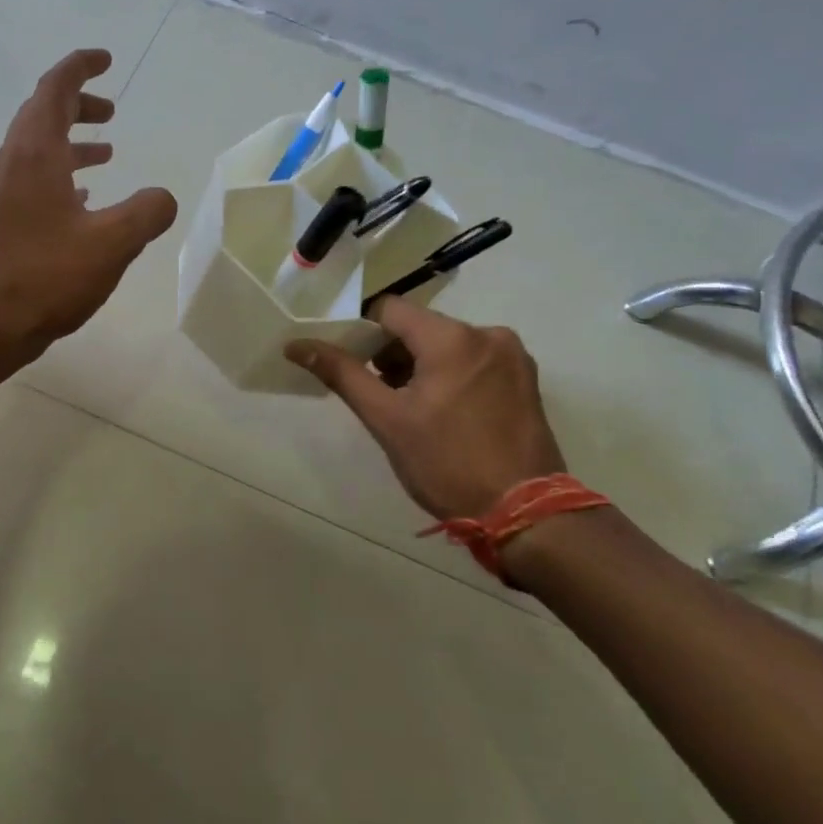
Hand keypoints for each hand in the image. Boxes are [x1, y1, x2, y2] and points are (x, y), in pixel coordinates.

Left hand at [0, 49, 176, 367]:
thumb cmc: (47, 276)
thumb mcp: (112, 243)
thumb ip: (147, 212)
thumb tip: (163, 197)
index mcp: (36, 152)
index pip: (55, 88)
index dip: (81, 67)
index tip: (105, 60)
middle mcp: (13, 162)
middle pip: (43, 113)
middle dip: (79, 105)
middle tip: (111, 112)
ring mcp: (3, 192)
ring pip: (38, 149)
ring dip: (71, 142)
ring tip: (105, 153)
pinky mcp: (1, 219)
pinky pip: (32, 179)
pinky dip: (60, 175)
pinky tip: (82, 200)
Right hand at [287, 299, 566, 519]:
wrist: (524, 514)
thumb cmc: (446, 464)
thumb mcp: (386, 419)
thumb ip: (342, 373)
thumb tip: (297, 344)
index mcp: (452, 338)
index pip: (390, 309)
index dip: (363, 332)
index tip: (353, 365)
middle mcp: (488, 334)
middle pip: (421, 326)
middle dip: (393, 354)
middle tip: (381, 395)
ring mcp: (512, 356)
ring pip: (448, 343)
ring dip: (422, 365)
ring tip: (413, 409)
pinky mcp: (526, 379)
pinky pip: (474, 360)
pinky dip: (451, 375)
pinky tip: (446, 413)